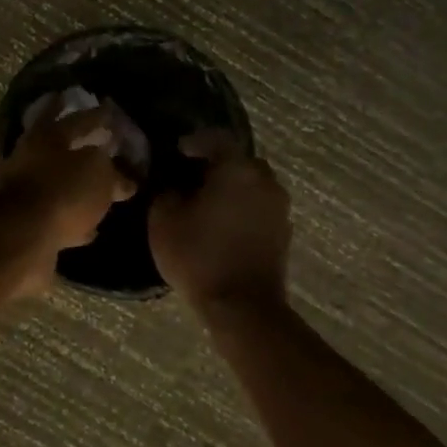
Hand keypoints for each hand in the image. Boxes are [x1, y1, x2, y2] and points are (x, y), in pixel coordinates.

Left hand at [0, 95, 138, 281]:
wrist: (21, 239)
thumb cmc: (62, 193)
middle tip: (99, 143)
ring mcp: (25, 192)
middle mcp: (31, 159)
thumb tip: (123, 179)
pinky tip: (92, 226)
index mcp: (47, 137)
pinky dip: (74, 219)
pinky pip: (57, 215)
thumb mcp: (99, 173)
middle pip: (59, 148)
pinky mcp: (27, 223)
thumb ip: (112, 171)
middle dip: (79, 145)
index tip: (110, 110)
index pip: (77, 119)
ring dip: (76, 184)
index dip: (97, 115)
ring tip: (100, 186)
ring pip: (57, 182)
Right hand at [149, 130, 291, 309]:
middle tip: (191, 177)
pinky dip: (241, 208)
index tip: (177, 151)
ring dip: (231, 188)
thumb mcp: (163, 218)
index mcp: (237, 169)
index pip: (217, 139)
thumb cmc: (199, 255)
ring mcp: (279, 208)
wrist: (242, 306)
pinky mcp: (283, 233)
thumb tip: (174, 185)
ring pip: (252, 185)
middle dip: (216, 165)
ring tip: (205, 202)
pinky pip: (259, 207)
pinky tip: (222, 224)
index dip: (195, 141)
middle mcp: (265, 181)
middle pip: (239, 161)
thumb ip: (166, 191)